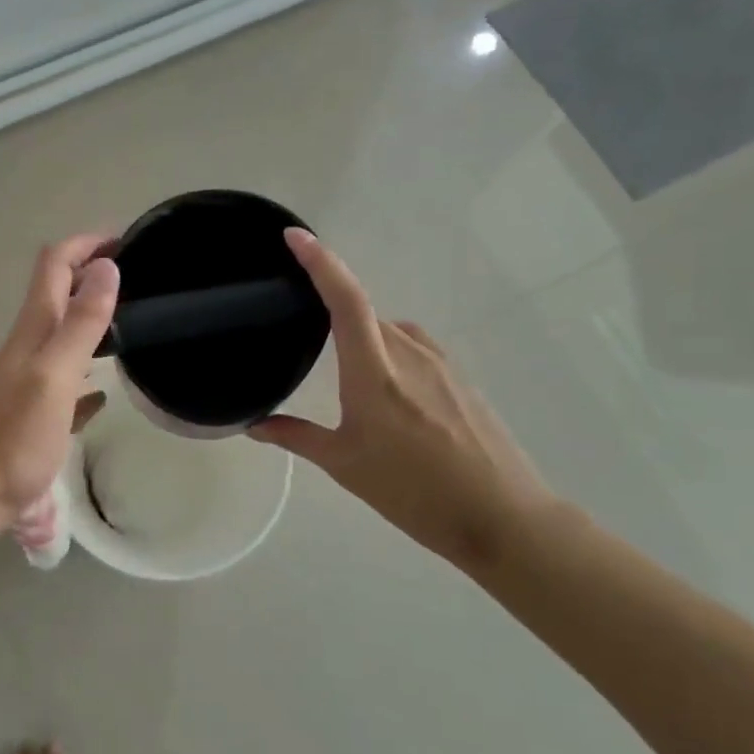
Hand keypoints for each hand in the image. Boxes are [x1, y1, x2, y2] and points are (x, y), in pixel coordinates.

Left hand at [0, 235, 118, 530]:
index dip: (86, 244)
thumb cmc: (12, 435)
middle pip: (59, 295)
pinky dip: (87, 377)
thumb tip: (107, 267)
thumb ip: (80, 324)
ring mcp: (30, 382)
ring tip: (131, 324)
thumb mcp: (53, 375)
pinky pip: (66, 385)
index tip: (126, 239)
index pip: (55, 265)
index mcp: (33, 330)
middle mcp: (29, 347)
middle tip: (138, 279)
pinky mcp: (35, 415)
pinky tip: (105, 393)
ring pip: (63, 337)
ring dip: (91, 321)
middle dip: (92, 276)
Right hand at [250, 229, 555, 571]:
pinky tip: (389, 397)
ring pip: (391, 332)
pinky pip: (415, 350)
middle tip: (306, 331)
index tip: (295, 237)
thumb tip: (253, 425)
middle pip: (365, 314)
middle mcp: (409, 353)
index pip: (345, 299)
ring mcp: (441, 363)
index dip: (320, 262)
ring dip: (365, 340)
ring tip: (347, 377)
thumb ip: (296, 437)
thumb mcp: (344, 464)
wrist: (500, 516)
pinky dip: (391, 355)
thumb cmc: (412, 490)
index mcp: (374, 370)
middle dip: (334, 314)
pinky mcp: (461, 379)